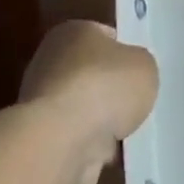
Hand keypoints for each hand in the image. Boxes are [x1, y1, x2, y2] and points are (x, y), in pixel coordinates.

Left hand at [20, 21, 158, 183]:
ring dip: (99, 120)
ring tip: (126, 131)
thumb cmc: (106, 87)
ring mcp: (41, 102)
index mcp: (72, 32)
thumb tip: (130, 75)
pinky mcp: (39, 138)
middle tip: (134, 102)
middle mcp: (49, 61)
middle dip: (110, 89)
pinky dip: (89, 146)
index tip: (139, 70)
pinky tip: (108, 151)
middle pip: (90, 73)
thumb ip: (139, 66)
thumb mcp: (144, 65)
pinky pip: (74, 137)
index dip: (124, 51)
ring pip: (82, 108)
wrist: (63, 141)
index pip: (104, 36)